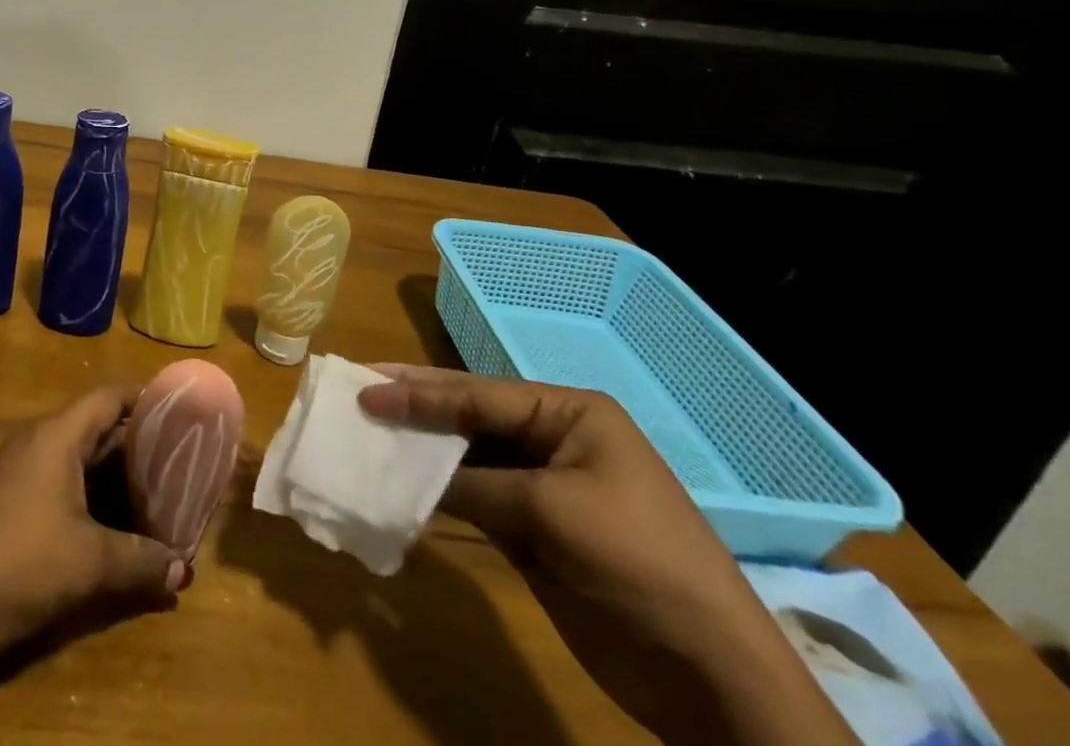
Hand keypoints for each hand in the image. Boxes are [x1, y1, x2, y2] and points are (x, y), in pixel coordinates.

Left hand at [0, 386, 185, 662]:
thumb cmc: (23, 565)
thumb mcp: (91, 564)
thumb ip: (141, 561)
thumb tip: (185, 571)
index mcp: (56, 435)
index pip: (107, 397)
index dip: (143, 398)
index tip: (177, 408)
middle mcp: (35, 439)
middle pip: (93, 426)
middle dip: (134, 443)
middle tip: (175, 460)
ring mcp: (15, 468)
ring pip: (75, 455)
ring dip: (110, 472)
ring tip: (150, 492)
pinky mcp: (5, 497)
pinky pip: (56, 476)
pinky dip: (86, 489)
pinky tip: (107, 520)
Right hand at [360, 366, 856, 745]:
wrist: (711, 678)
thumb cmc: (637, 563)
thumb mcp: (550, 512)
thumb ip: (473, 484)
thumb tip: (406, 474)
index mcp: (570, 414)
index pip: (478, 394)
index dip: (419, 393)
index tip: (365, 390)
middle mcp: (553, 439)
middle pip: (470, 415)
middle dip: (415, 407)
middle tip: (358, 391)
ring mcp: (543, 486)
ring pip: (467, 457)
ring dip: (421, 451)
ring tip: (368, 435)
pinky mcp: (534, 530)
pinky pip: (474, 498)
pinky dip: (438, 493)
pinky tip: (401, 485)